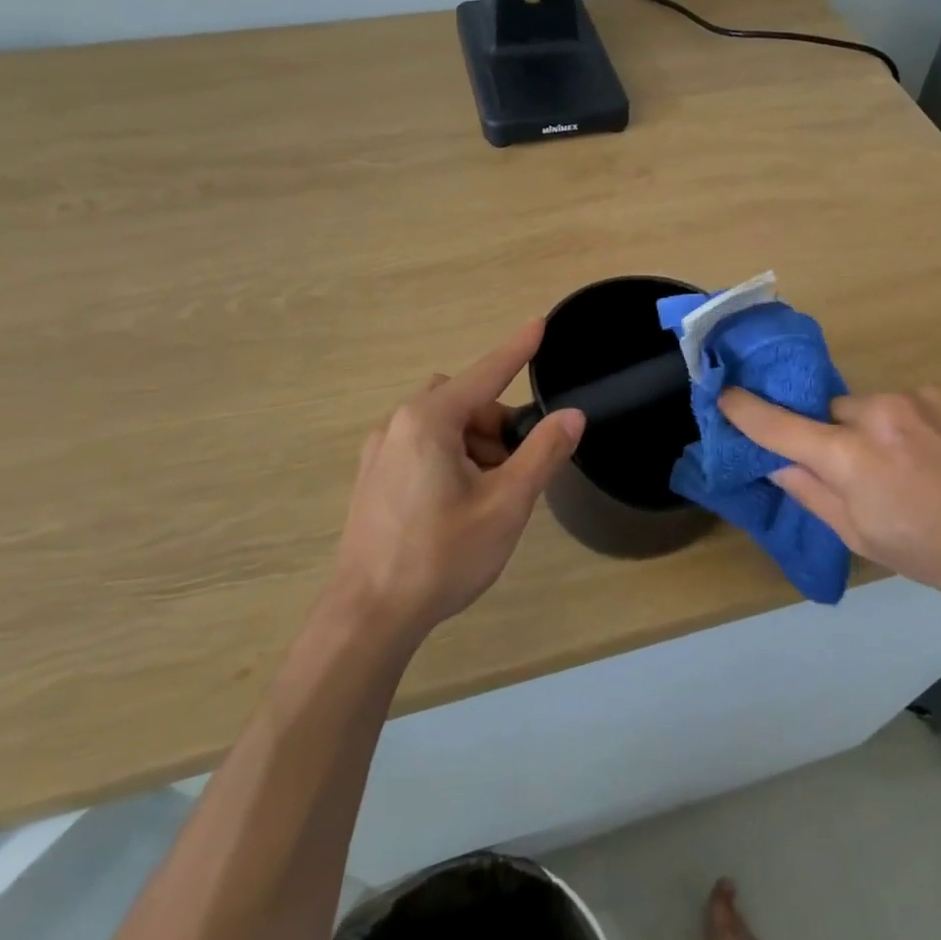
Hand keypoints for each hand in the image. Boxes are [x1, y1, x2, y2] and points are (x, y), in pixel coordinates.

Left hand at [330, 320, 584, 636]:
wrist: (368, 615)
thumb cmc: (441, 555)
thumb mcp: (506, 504)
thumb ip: (542, 453)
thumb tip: (572, 416)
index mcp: (429, 420)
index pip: (485, 373)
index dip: (517, 349)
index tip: (540, 324)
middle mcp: (398, 424)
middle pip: (463, 401)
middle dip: (496, 421)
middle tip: (518, 464)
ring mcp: (379, 451)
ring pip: (441, 426)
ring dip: (474, 443)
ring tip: (492, 493)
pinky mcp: (372, 478)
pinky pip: (421, 446)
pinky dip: (450, 457)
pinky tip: (459, 503)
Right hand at [720, 386, 940, 610]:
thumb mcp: (865, 538)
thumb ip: (812, 494)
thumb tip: (777, 464)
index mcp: (852, 457)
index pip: (780, 426)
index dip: (745, 410)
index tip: (723, 394)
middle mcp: (879, 413)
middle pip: (830, 412)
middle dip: (833, 437)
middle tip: (859, 474)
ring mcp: (918, 397)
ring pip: (871, 407)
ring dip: (876, 432)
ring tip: (914, 470)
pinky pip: (909, 405)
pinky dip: (911, 426)